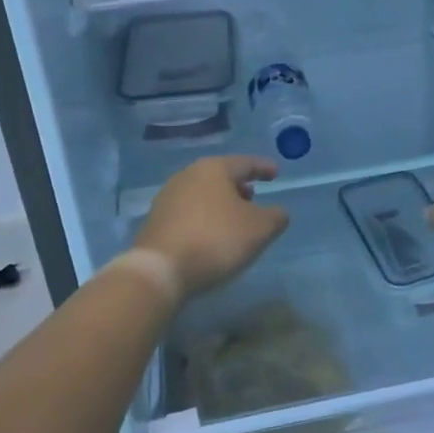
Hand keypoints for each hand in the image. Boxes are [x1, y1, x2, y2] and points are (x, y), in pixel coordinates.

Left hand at [129, 155, 289, 302]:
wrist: (159, 270)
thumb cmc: (215, 240)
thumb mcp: (259, 229)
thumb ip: (275, 216)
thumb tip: (277, 212)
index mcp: (214, 169)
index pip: (245, 163)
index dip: (263, 168)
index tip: (275, 174)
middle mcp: (188, 175)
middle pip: (220, 175)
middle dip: (239, 186)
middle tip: (254, 197)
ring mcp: (168, 197)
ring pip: (202, 193)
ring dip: (220, 203)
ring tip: (233, 219)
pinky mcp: (156, 220)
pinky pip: (189, 212)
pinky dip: (204, 217)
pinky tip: (210, 235)